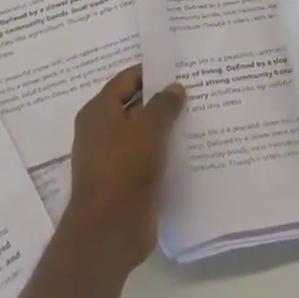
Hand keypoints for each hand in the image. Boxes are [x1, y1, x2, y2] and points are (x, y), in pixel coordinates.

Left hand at [60, 67, 185, 279]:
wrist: (110, 230)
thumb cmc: (124, 168)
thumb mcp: (148, 128)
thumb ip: (163, 104)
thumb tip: (175, 87)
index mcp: (98, 111)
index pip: (127, 80)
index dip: (152, 72)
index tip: (180, 67)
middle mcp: (102, 131)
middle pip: (136, 105)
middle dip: (163, 99)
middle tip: (196, 89)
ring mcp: (114, 157)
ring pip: (144, 133)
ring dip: (167, 127)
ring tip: (200, 114)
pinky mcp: (127, 180)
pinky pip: (149, 157)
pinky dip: (166, 151)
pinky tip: (192, 147)